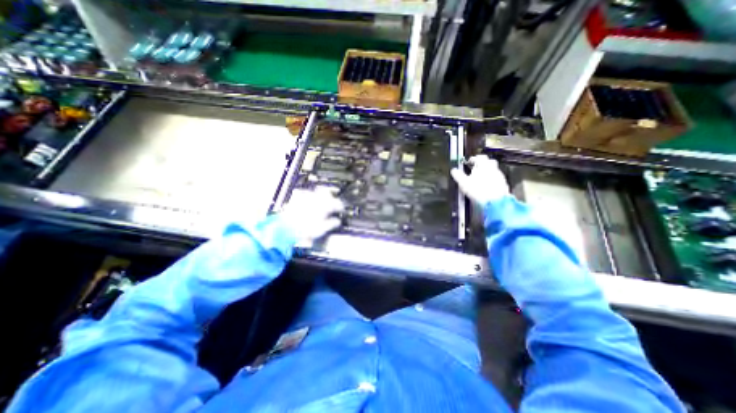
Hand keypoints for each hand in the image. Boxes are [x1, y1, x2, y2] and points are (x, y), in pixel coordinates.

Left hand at [281, 187, 346, 245]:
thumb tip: (337, 221)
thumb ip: (332, 223)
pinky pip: (305, 194)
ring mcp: (305, 198)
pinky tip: (309, 201)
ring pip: (316, 192)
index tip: (341, 210)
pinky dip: (309, 196)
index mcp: (323, 205)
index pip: (337, 202)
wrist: (285, 229)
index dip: (341, 206)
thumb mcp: (322, 229)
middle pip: (327, 191)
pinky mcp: (296, 199)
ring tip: (322, 201)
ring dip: (321, 195)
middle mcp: (315, 199)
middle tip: (334, 199)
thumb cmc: (304, 229)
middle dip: (332, 194)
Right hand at [449, 154, 512, 206]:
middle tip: (475, 168)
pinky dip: (491, 179)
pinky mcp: (503, 184)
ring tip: (480, 178)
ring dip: (487, 172)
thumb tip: (453, 170)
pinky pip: (496, 178)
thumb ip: (458, 175)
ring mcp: (499, 175)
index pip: (479, 157)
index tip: (469, 162)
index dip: (473, 159)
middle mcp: (493, 168)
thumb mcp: (463, 183)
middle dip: (482, 164)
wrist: (495, 202)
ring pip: (493, 170)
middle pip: (489, 161)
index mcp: (483, 165)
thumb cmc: (477, 190)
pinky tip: (486, 185)